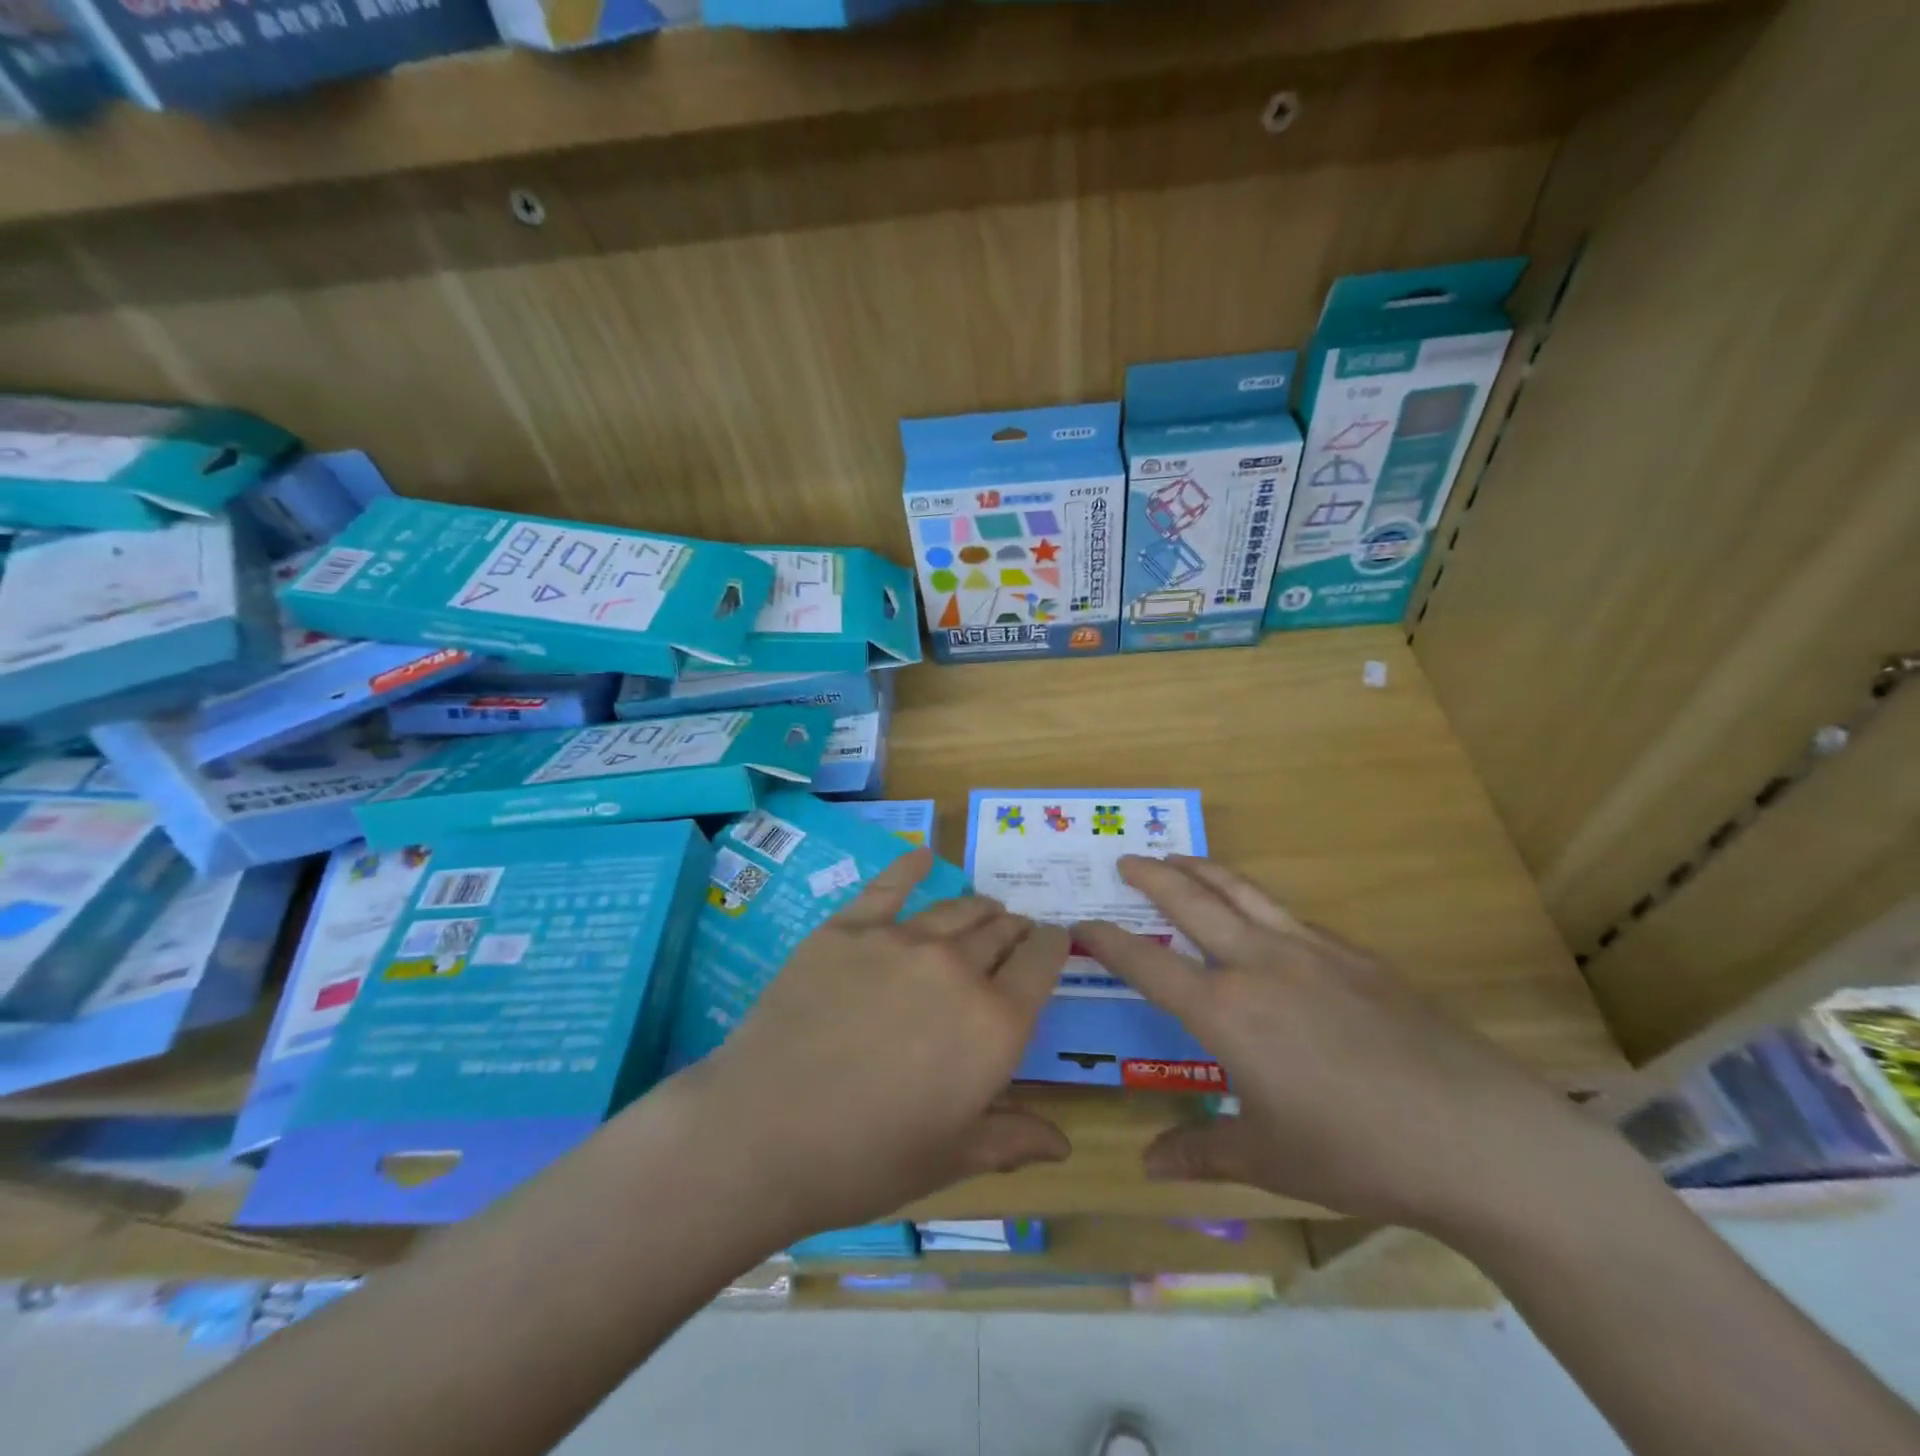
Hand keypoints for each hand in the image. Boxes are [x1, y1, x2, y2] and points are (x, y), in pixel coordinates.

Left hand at [678, 848, 1071, 1241]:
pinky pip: (889, 886)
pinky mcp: (848, 928)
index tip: (1054, 943)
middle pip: (1001, 930)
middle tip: (1014, 936)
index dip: (1054, 946)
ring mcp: (900, 940)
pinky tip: (922, 855)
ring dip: (979, 907)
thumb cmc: (867, 1158)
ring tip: (984, 909)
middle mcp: (957, 968)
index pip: (1042, 962)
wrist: (763, 1132)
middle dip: (1015, 931)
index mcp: (995, 1023)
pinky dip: (911, 866)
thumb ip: (1012, 1138)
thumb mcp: (951, 1158)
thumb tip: (1064, 1144)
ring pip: (956, 909)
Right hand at [1073, 855, 1620, 1236]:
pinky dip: (1261, 905)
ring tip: (1181, 858)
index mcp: (1227, 1012)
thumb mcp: (1270, 1159)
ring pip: (1244, 893)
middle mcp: (1260, 966)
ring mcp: (1312, 952)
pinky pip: (1292, 918)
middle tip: (1128, 861)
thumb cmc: (1357, 1153)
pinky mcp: (1357, 956)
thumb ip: (1202, 1153)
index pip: (1148, 964)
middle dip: (1154, 878)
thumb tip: (1148, 1164)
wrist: (1478, 1136)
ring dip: (1205, 871)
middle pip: (1193, 903)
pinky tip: (1264, 918)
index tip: (1081, 924)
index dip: (1108, 941)